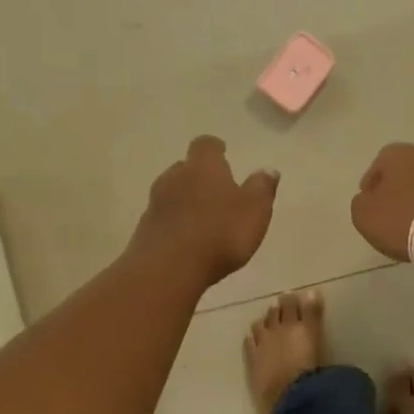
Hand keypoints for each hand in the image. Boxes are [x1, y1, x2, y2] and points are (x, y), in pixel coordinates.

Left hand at [134, 136, 278, 285]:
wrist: (169, 268)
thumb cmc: (220, 233)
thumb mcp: (255, 211)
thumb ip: (262, 188)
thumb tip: (268, 170)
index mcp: (204, 167)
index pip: (206, 145)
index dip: (215, 148)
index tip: (223, 153)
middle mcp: (175, 177)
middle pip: (186, 168)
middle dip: (200, 176)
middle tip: (217, 190)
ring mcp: (155, 203)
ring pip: (172, 192)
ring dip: (186, 200)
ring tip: (203, 218)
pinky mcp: (145, 228)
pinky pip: (164, 218)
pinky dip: (176, 222)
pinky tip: (187, 240)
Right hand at [350, 142, 413, 261]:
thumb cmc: (400, 218)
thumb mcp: (363, 214)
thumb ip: (361, 202)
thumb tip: (368, 200)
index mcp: (399, 154)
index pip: (380, 162)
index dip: (372, 182)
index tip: (369, 201)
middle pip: (406, 172)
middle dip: (397, 189)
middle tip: (388, 211)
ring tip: (409, 223)